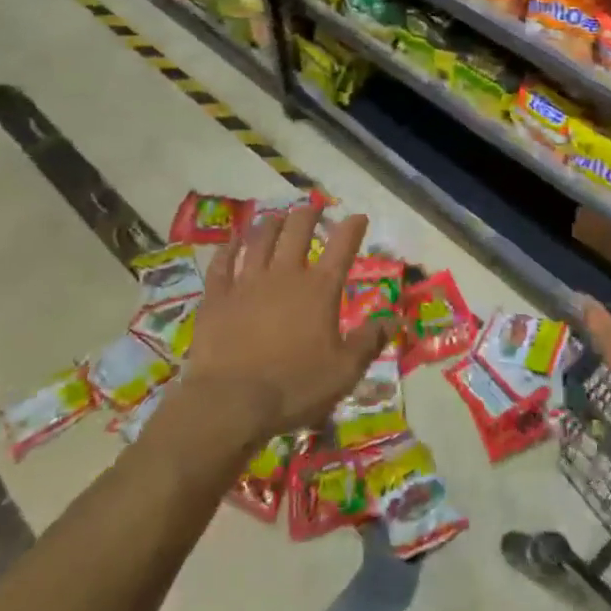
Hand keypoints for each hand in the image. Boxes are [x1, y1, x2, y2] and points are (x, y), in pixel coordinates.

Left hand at [182, 203, 389, 446]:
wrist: (230, 402)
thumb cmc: (294, 387)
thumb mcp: (344, 371)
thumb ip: (369, 341)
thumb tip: (393, 318)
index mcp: (319, 290)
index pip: (341, 247)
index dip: (352, 228)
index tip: (358, 217)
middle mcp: (284, 276)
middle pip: (297, 232)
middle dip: (308, 215)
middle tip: (312, 208)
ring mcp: (247, 283)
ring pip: (260, 241)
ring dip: (271, 225)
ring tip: (277, 218)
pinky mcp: (217, 297)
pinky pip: (222, 264)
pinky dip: (228, 249)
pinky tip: (231, 241)